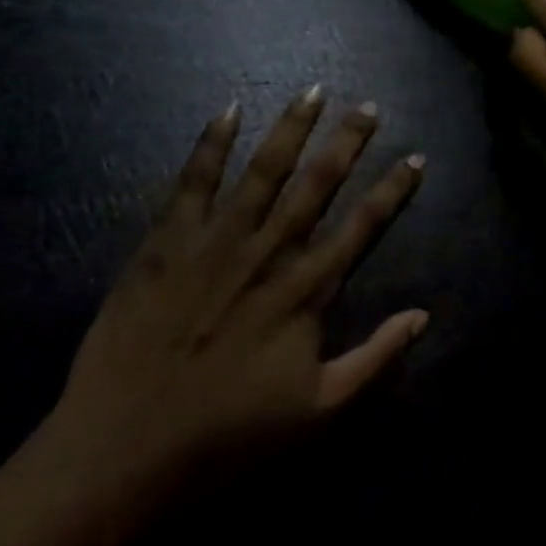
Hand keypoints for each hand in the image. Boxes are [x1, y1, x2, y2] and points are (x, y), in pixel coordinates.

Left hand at [38, 89, 427, 525]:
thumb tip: (423, 316)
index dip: (392, 191)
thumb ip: (376, 360)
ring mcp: (215, 243)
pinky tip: (228, 110)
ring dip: (292, 128)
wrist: (122, 454)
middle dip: (348, 142)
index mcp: (306, 292)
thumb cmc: (227, 437)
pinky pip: (192, 183)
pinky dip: (211, 145)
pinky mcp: (165, 244)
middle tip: (369, 106)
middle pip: (317, 185)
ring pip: (263, 171)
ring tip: (314, 91)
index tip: (415, 158)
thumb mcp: (319, 412)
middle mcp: (268, 254)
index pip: (362, 227)